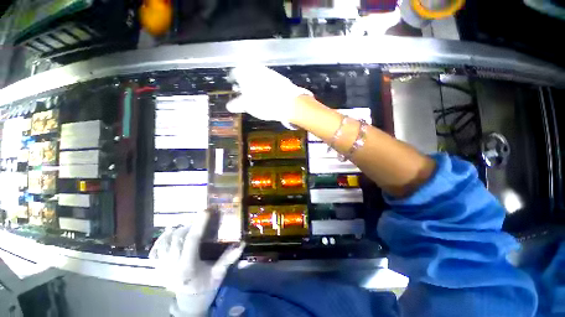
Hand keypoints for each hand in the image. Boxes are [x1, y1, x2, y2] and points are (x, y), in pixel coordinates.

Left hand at [149, 212, 244, 315]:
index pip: (192, 241)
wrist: (188, 303)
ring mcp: (161, 268)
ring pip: (165, 242)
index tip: (206, 210)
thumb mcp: (218, 275)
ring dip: (177, 230)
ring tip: (188, 225)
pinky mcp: (156, 269)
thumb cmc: (205, 288)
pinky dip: (162, 239)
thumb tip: (242, 243)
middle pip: (177, 238)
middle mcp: (171, 267)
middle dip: (190, 225)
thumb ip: (228, 259)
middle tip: (200, 220)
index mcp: (187, 268)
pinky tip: (170, 233)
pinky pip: (154, 250)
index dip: (199, 224)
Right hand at [226, 65, 311, 126]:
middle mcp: (257, 68)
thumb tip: (229, 106)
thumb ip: (237, 104)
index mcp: (245, 71)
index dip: (232, 80)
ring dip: (254, 84)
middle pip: (247, 73)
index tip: (233, 85)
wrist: (289, 103)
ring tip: (255, 95)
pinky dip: (265, 87)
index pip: (234, 72)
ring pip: (258, 76)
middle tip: (243, 91)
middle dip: (244, 82)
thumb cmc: (263, 103)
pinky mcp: (279, 78)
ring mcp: (269, 72)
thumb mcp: (247, 105)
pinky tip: (266, 95)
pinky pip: (268, 81)